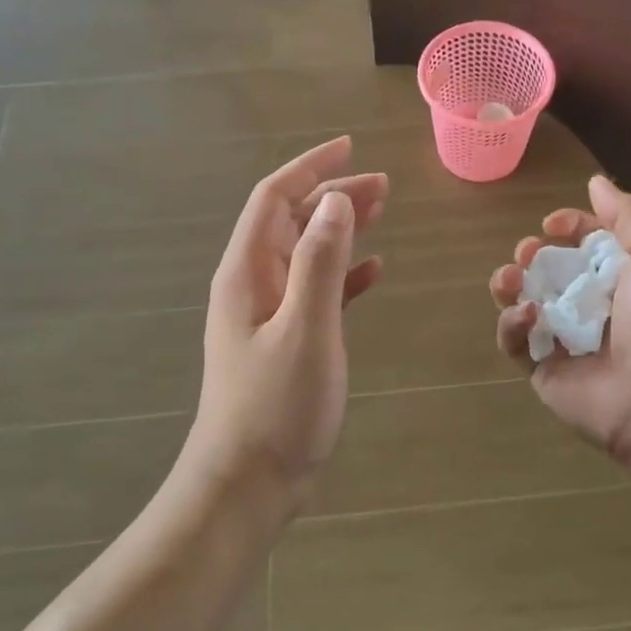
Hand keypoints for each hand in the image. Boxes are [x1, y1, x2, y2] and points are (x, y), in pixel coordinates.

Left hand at [189, 137, 386, 513]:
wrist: (247, 484)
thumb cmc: (275, 406)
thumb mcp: (305, 328)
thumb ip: (321, 262)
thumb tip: (334, 200)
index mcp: (248, 272)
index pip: (274, 198)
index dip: (309, 167)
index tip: (350, 146)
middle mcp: (253, 283)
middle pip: (292, 220)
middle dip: (333, 195)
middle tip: (383, 185)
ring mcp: (268, 313)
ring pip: (306, 252)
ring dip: (341, 228)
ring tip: (382, 212)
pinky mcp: (286, 339)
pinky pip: (316, 289)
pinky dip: (343, 273)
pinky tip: (373, 271)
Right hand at [490, 176, 630, 467]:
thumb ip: (627, 214)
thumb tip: (595, 182)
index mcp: (618, 278)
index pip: (582, 243)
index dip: (566, 227)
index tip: (552, 224)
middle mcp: (588, 305)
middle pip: (546, 269)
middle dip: (531, 254)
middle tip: (527, 254)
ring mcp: (562, 338)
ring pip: (521, 301)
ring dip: (509, 284)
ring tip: (511, 280)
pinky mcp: (541, 369)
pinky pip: (514, 341)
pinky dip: (511, 324)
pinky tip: (526, 315)